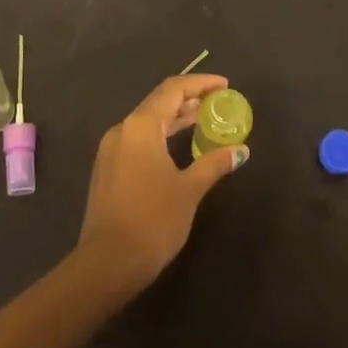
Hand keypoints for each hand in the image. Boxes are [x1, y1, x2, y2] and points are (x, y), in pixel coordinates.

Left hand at [76, 73, 248, 292]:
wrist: (107, 263)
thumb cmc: (152, 221)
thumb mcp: (189, 190)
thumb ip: (214, 164)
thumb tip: (240, 150)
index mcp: (141, 126)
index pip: (173, 89)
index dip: (200, 83)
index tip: (224, 85)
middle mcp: (123, 129)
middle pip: (159, 102)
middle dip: (189, 99)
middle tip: (218, 103)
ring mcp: (111, 149)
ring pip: (148, 122)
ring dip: (175, 118)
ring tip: (203, 120)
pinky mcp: (108, 169)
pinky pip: (139, 139)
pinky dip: (161, 135)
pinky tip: (178, 147)